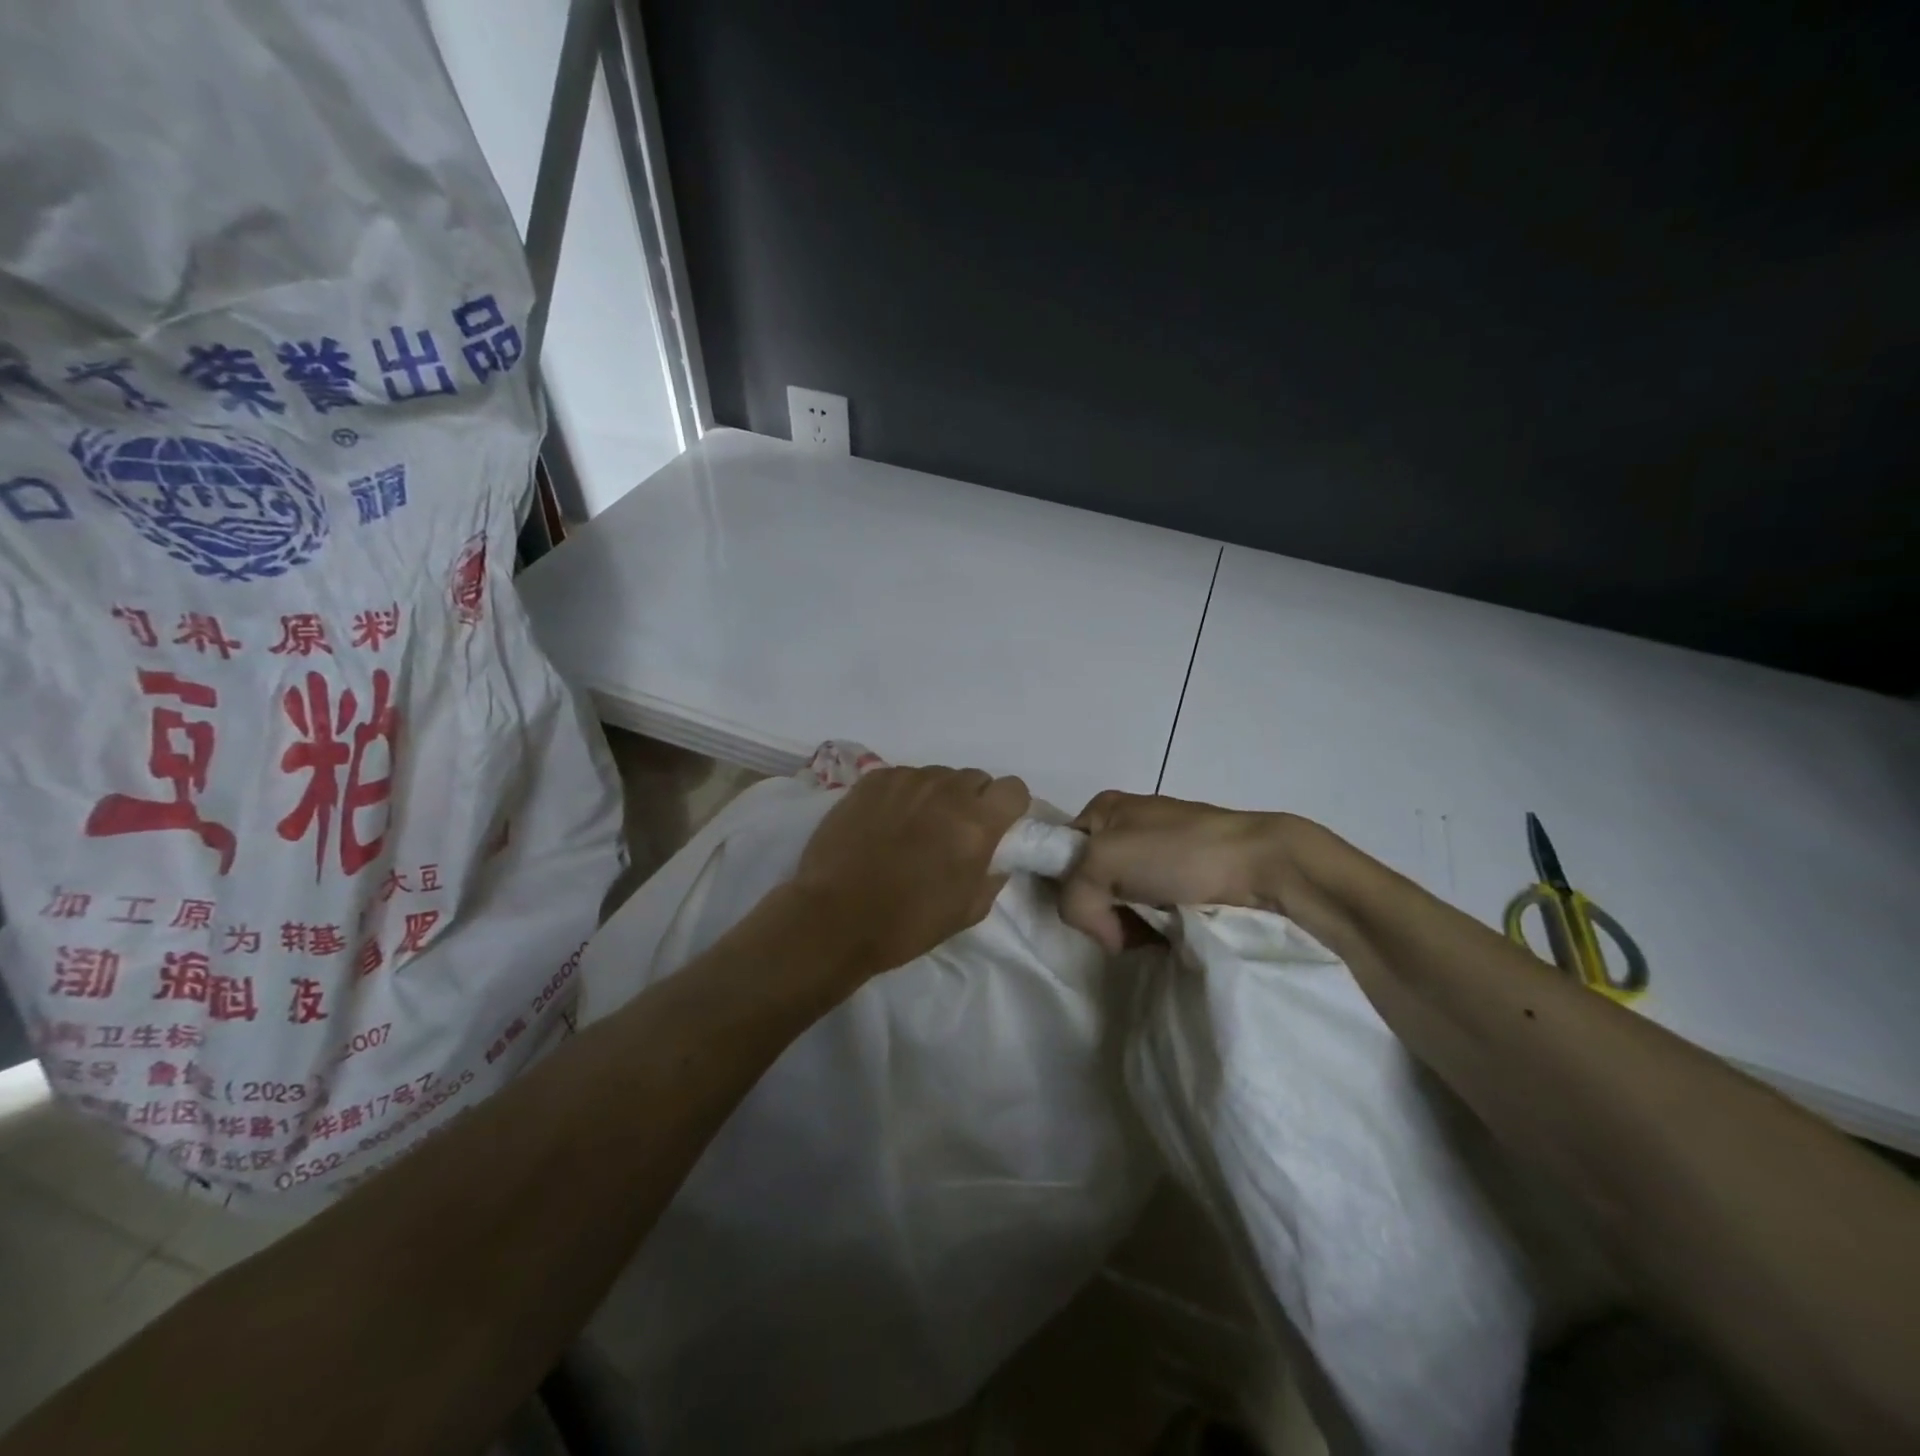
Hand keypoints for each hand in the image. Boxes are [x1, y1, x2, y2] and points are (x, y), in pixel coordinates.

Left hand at [791, 765, 1031, 980]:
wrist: (834, 918)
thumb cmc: (907, 923)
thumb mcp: (968, 911)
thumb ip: (992, 874)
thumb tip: (996, 854)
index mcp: (976, 823)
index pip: (1014, 789)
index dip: (1009, 807)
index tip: (997, 827)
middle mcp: (945, 790)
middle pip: (975, 778)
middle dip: (973, 800)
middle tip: (953, 832)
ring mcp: (906, 780)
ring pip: (938, 775)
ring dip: (937, 796)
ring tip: (915, 827)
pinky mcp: (872, 779)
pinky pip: (903, 776)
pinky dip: (904, 794)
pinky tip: (886, 822)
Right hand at [1059, 791, 1288, 952]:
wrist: (1263, 866)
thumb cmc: (1178, 852)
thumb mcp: (1104, 862)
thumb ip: (1074, 895)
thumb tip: (1103, 931)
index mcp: (1104, 808)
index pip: (1060, 852)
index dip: (1066, 885)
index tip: (1088, 908)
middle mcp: (1127, 828)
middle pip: (1090, 882)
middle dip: (1103, 911)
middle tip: (1125, 925)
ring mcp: (1159, 855)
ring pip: (1121, 902)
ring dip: (1131, 924)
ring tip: (1156, 930)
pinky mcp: (1185, 881)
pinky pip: (1152, 910)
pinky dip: (1156, 927)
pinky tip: (1171, 932)